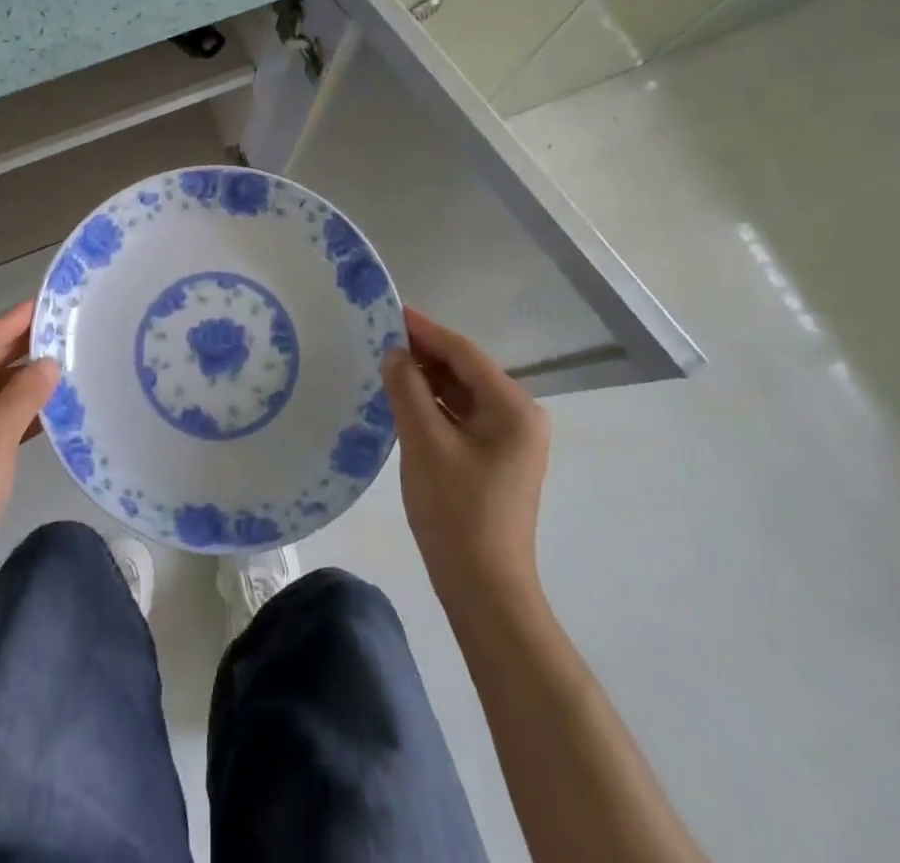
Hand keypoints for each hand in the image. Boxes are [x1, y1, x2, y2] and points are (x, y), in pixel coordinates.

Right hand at [380, 306, 550, 613]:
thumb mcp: (424, 443)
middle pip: (466, 371)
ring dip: (427, 379)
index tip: (391, 311)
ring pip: (462, 394)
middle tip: (380, 336)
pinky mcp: (495, 459)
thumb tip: (394, 353)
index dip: (426, 330)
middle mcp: (519, 416)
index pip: (464, 353)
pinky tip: (404, 398)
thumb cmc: (456, 511)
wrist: (484, 588)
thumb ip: (407, 389)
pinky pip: (462, 417)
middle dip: (424, 353)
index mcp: (513, 407)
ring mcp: (509, 439)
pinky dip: (434, 405)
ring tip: (386, 362)